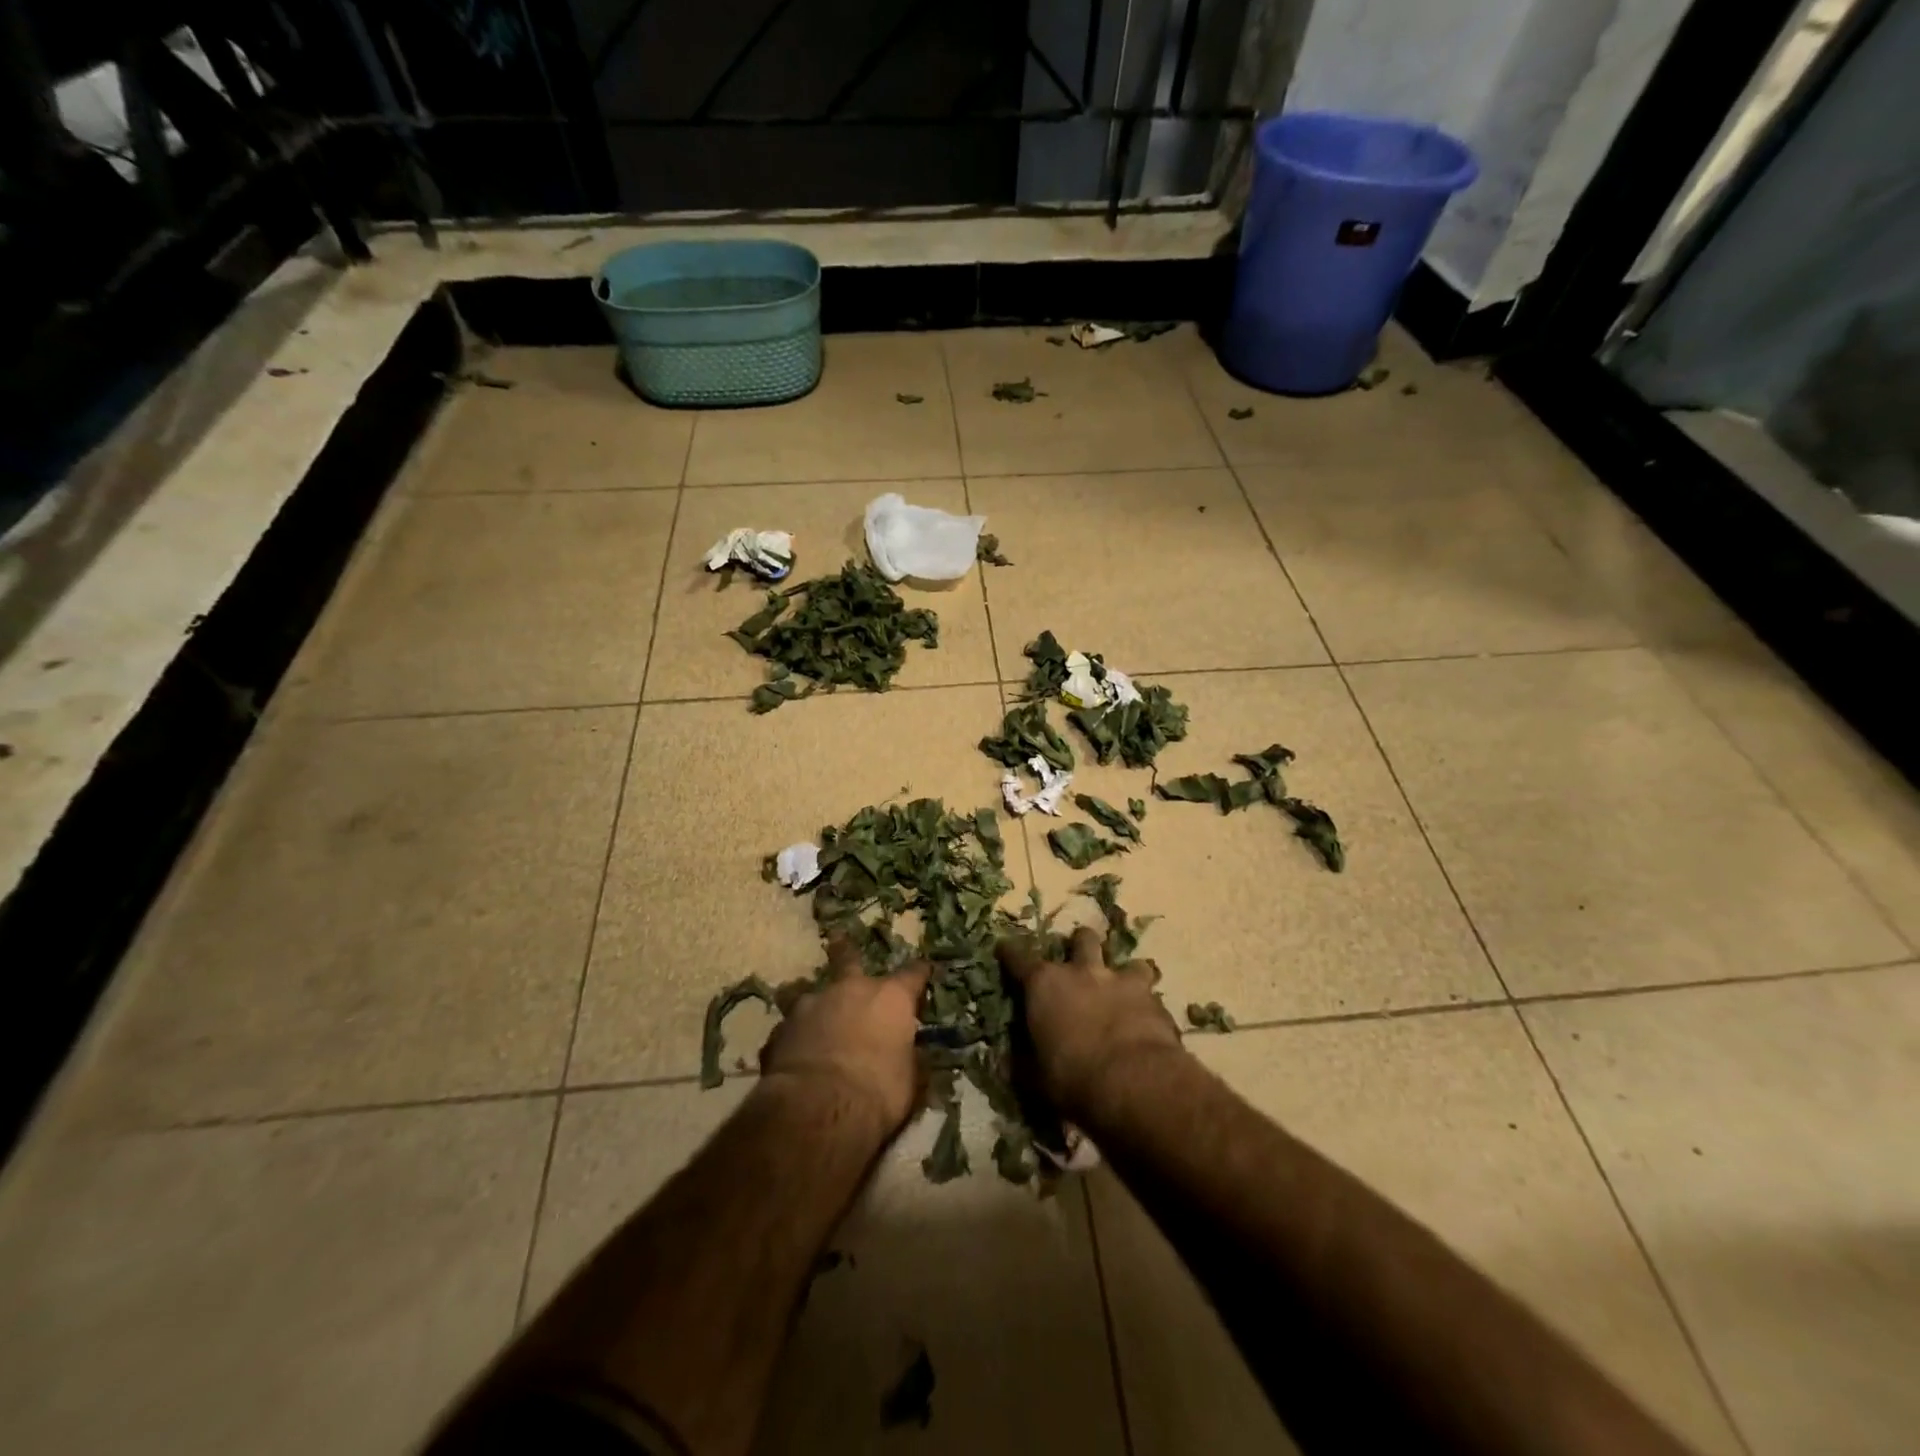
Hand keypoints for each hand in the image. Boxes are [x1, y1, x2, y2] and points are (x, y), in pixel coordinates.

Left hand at [759, 936, 930, 1136]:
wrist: (818, 1109)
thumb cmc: (878, 1093)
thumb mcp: (908, 1080)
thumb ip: (906, 1057)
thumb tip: (907, 1054)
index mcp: (890, 999)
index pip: (912, 976)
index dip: (920, 972)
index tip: (924, 968)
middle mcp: (851, 990)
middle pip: (848, 959)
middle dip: (845, 949)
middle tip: (838, 937)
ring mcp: (811, 1006)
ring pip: (807, 992)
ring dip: (810, 1000)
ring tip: (803, 1007)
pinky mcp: (780, 1030)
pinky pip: (789, 1028)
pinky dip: (793, 1036)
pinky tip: (790, 1052)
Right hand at [998, 925, 1183, 1120]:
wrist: (1135, 1083)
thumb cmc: (1072, 1079)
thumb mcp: (1035, 1077)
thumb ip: (1023, 1060)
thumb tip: (1008, 1059)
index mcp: (1045, 985)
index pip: (1018, 958)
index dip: (1009, 953)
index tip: (1004, 948)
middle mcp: (1083, 972)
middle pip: (1082, 939)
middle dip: (1081, 945)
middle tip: (1080, 962)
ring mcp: (1122, 982)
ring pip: (1129, 961)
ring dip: (1125, 973)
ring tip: (1125, 989)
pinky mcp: (1155, 1000)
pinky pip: (1152, 995)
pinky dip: (1148, 1006)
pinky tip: (1149, 1022)